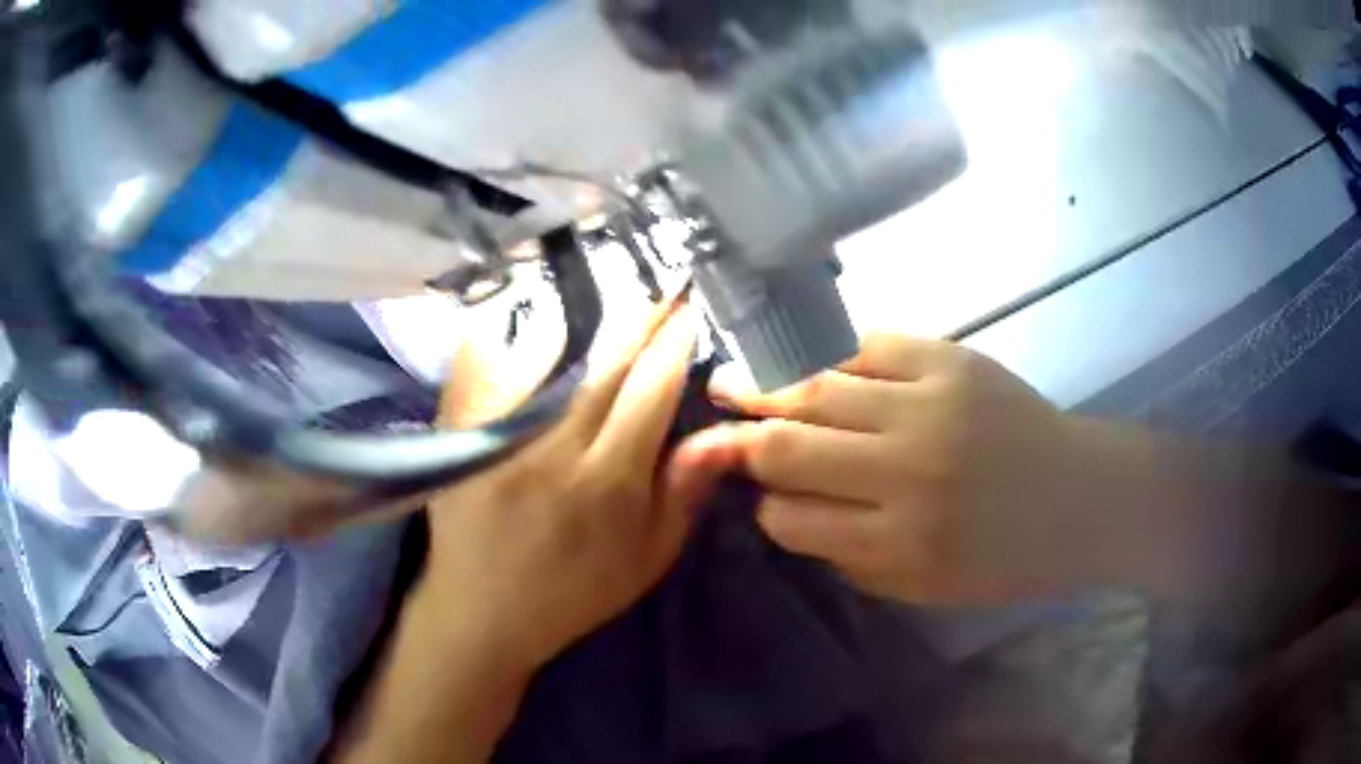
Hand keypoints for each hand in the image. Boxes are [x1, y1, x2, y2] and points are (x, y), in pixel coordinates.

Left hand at [421, 297, 716, 671]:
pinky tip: (524, 303)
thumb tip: (721, 432)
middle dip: (642, 316)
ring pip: (544, 353)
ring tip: (610, 281)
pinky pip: (481, 365)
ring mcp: (499, 437)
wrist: (481, 612)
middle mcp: (554, 450)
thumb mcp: (647, 558)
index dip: (675, 343)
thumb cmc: (573, 591)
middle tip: (664, 282)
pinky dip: (504, 329)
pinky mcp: (460, 433)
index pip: (651, 392)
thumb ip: (683, 493)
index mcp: (608, 484)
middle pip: (606, 363)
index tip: (692, 309)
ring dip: (584, 312)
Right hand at [672, 333, 1098, 603]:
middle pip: (790, 448)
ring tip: (731, 379)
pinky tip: (808, 359)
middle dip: (739, 440)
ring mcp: (928, 406)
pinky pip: (868, 346)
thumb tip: (790, 511)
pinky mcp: (951, 360)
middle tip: (709, 423)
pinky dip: (831, 355)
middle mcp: (905, 472)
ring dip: (765, 386)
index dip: (765, 504)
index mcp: (898, 542)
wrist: (1083, 497)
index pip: (792, 517)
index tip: (759, 493)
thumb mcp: (924, 588)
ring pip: (817, 389)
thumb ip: (851, 554)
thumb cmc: (1007, 558)